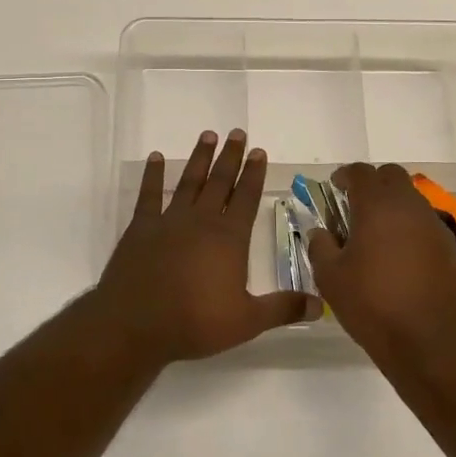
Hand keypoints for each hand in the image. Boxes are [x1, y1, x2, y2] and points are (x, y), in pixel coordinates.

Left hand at [94, 129, 308, 362]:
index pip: (246, 198)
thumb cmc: (195, 322)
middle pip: (219, 182)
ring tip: (208, 135)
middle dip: (230, 156)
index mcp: (229, 238)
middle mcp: (201, 221)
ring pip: (189, 182)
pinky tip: (156, 158)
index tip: (259, 152)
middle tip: (237, 133)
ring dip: (199, 158)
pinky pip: (149, 195)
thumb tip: (320, 305)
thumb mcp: (247, 321)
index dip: (254, 174)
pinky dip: (153, 175)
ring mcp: (169, 221)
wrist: (136, 324)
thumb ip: (282, 308)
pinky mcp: (140, 228)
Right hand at [305, 163, 455, 366]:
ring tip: (375, 236)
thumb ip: (320, 247)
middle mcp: (410, 206)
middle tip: (354, 207)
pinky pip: (425, 224)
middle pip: (392, 176)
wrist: (433, 343)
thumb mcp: (331, 278)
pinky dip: (409, 229)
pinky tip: (398, 258)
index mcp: (377, 205)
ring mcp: (434, 226)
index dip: (344, 176)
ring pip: (411, 199)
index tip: (334, 188)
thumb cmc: (374, 305)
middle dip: (372, 184)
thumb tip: (320, 232)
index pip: (361, 172)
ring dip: (392, 207)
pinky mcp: (450, 248)